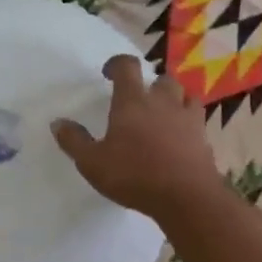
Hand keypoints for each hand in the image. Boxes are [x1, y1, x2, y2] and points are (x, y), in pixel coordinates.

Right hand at [52, 55, 222, 221]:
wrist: (186, 197)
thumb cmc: (134, 175)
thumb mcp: (93, 163)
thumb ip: (74, 141)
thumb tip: (58, 122)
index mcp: (133, 101)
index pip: (127, 66)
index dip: (117, 64)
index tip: (108, 73)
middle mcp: (162, 102)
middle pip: (160, 79)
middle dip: (149, 85)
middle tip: (139, 101)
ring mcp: (187, 117)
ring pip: (184, 94)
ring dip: (173, 99)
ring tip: (163, 113)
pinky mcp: (204, 136)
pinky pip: (197, 118)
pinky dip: (188, 121)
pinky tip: (181, 136)